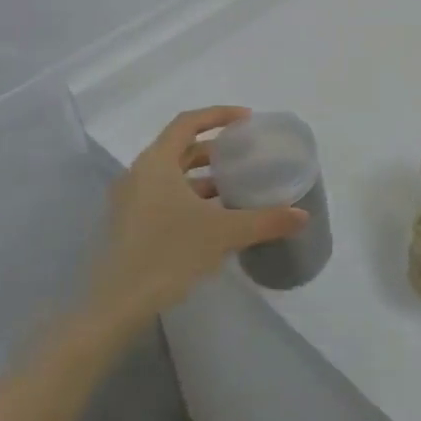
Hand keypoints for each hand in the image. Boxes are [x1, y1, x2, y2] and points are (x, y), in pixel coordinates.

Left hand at [88, 106, 307, 331]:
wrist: (117, 305)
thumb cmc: (169, 254)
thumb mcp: (223, 233)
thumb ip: (265, 221)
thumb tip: (303, 215)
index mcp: (156, 162)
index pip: (188, 122)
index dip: (218, 115)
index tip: (247, 120)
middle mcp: (139, 173)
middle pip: (179, 148)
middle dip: (213, 149)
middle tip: (244, 155)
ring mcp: (129, 200)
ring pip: (170, 175)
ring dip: (201, 176)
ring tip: (234, 187)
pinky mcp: (128, 224)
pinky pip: (162, 196)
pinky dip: (188, 197)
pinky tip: (212, 218)